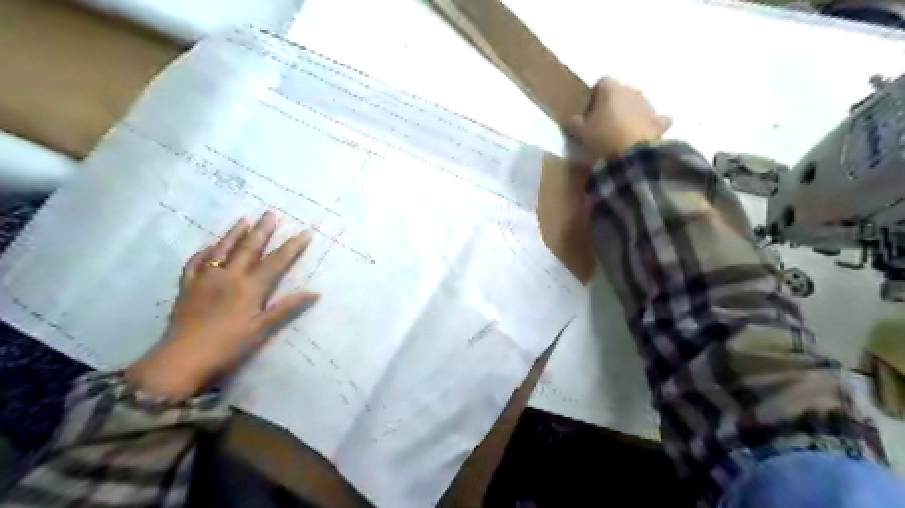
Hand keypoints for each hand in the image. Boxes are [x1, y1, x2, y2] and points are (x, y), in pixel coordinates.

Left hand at [127, 212, 316, 397]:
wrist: (181, 358)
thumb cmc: (228, 345)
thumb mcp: (261, 329)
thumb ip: (286, 308)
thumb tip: (314, 292)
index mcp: (249, 287)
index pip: (276, 261)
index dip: (292, 247)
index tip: (304, 232)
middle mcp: (228, 276)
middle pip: (248, 248)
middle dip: (262, 230)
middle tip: (270, 214)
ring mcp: (205, 278)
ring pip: (222, 250)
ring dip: (234, 234)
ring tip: (244, 220)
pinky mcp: (186, 286)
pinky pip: (195, 262)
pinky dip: (204, 252)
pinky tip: (209, 247)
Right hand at [564, 78, 670, 160]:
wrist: (631, 156)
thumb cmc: (602, 138)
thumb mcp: (580, 133)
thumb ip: (575, 123)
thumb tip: (573, 119)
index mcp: (611, 88)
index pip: (602, 83)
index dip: (595, 97)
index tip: (589, 112)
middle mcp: (632, 90)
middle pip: (621, 93)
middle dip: (614, 105)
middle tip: (603, 124)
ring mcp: (649, 105)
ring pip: (638, 105)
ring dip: (630, 114)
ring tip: (620, 134)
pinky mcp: (660, 123)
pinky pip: (655, 121)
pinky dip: (649, 126)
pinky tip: (641, 138)